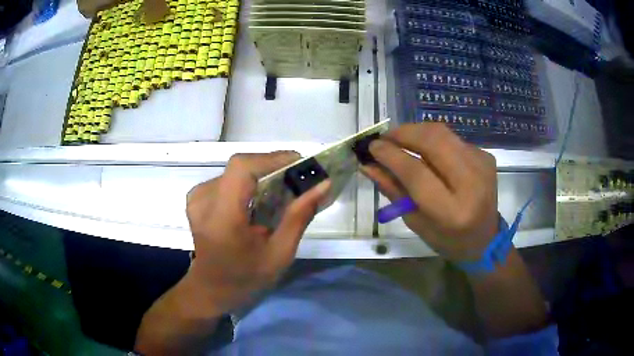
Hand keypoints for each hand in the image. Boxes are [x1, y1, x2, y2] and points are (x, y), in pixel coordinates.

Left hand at [185, 151, 329, 312]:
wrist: (211, 287)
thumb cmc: (246, 277)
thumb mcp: (279, 253)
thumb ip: (299, 217)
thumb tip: (323, 184)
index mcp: (222, 217)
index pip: (242, 169)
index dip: (272, 158)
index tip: (300, 163)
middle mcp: (204, 200)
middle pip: (241, 166)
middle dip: (272, 167)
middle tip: (297, 179)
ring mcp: (197, 196)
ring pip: (236, 171)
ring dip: (261, 174)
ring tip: (280, 190)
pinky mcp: (196, 197)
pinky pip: (227, 178)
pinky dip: (247, 182)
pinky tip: (257, 198)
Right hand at [362, 123, 497, 261]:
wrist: (486, 239)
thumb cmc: (447, 240)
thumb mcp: (416, 222)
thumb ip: (393, 190)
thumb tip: (368, 165)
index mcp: (452, 212)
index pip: (417, 173)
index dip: (391, 155)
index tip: (372, 146)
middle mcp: (472, 183)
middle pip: (433, 141)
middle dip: (403, 133)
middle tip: (384, 138)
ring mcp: (482, 165)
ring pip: (443, 133)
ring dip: (416, 132)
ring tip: (400, 141)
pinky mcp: (486, 156)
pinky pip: (452, 139)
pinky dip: (433, 140)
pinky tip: (427, 152)